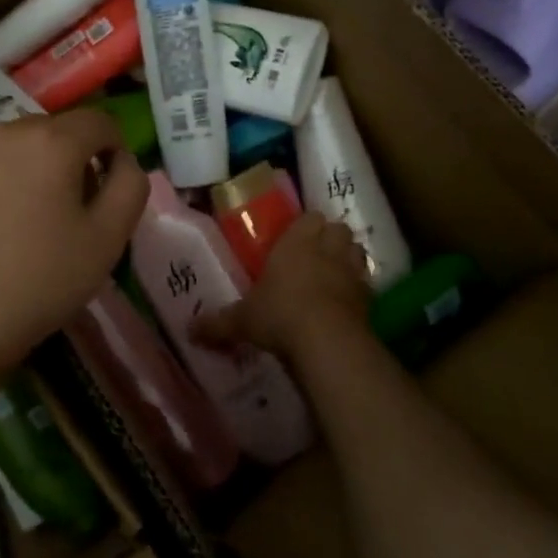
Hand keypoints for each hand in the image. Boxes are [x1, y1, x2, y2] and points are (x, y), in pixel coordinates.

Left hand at [0, 111, 148, 373]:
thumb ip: (130, 186)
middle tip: (64, 208)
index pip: (98, 123)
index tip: (106, 187)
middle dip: (67, 159)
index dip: (112, 150)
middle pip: (52, 131)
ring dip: (24, 164)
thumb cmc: (42, 281)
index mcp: (53, 141)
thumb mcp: (109, 239)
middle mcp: (5, 129)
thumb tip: (123, 159)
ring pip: (10, 142)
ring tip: (17, 212)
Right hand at [194, 213, 370, 359]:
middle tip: (315, 255)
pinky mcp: (369, 297)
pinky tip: (345, 304)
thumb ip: (217, 323)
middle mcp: (327, 249)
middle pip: (338, 229)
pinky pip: (366, 284)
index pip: (309, 217)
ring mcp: (352, 272)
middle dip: (330, 238)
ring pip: (356, 251)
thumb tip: (188, 331)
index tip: (295, 239)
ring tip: (333, 275)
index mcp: (296, 242)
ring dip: (348, 259)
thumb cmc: (279, 315)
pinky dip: (358, 290)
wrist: (327, 340)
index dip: (305, 226)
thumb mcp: (242, 320)